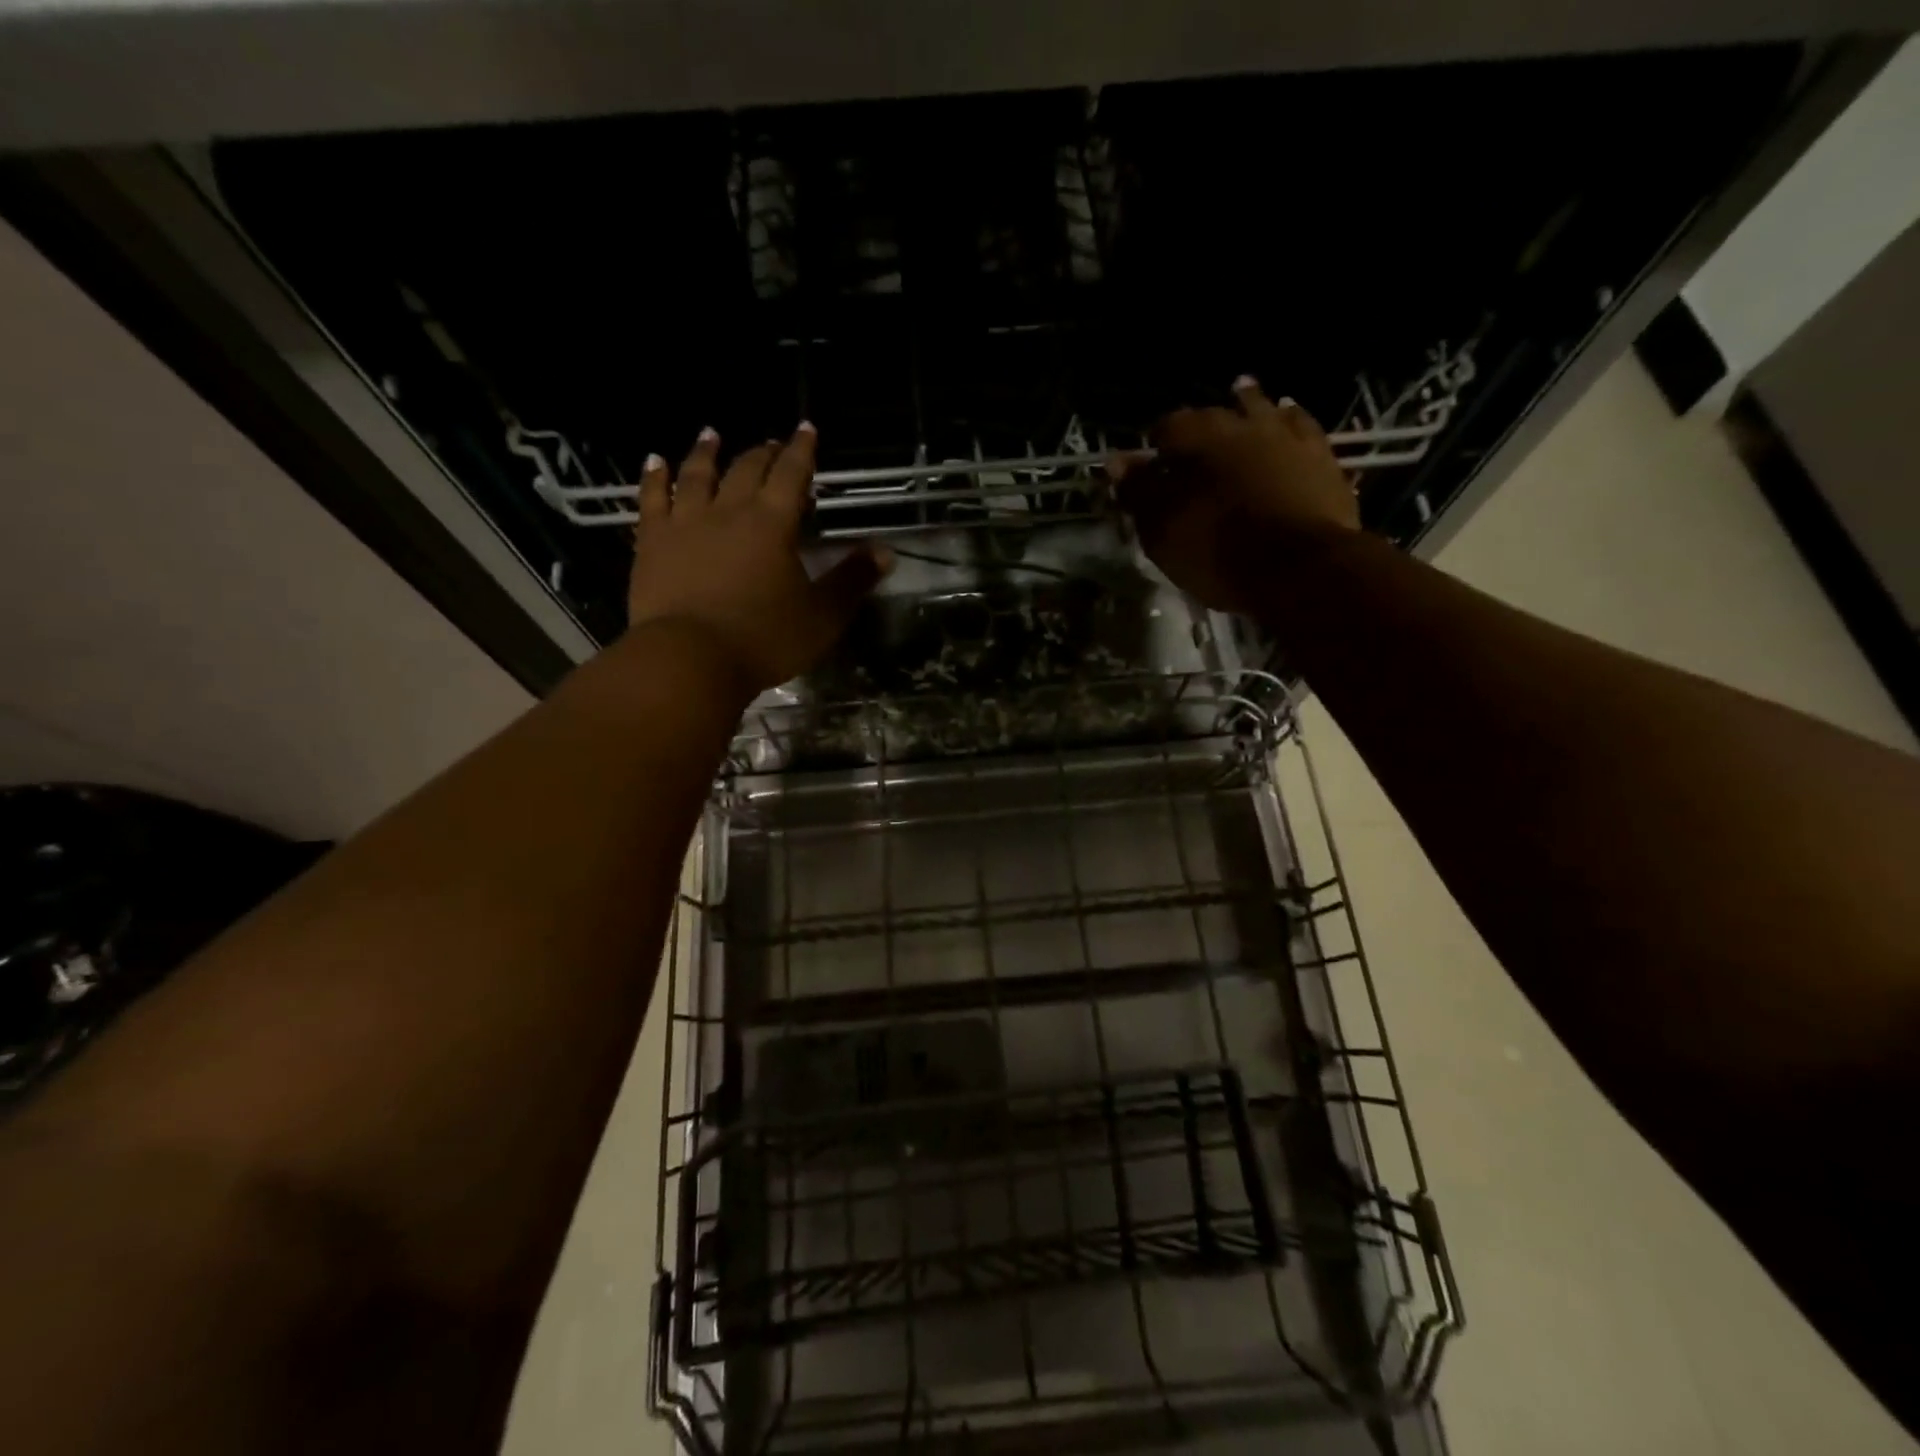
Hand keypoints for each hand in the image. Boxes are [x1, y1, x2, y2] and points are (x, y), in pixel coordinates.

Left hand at [627, 424, 892, 693]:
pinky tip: (654, 461)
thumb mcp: (822, 616)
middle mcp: (729, 512)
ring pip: (697, 475)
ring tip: (712, 435)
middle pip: (746, 470)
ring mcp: (685, 524)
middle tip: (770, 444)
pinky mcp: (652, 543)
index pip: (792, 474)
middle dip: (762, 453)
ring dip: (707, 453)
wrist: (690, 659)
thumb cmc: (764, 639)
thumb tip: (885, 551)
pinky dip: (654, 477)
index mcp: (773, 524)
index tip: (806, 429)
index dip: (802, 451)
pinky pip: (652, 499)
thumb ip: (852, 580)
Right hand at [1113, 378, 1359, 613]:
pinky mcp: (1321, 456)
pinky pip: (1301, 426)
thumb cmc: (1217, 551)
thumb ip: (1138, 493)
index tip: (1148, 467)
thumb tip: (1116, 462)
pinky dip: (1289, 421)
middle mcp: (1241, 423)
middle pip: (1213, 414)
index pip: (1166, 428)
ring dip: (1246, 406)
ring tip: (1240, 403)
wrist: (1300, 568)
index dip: (1154, 447)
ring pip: (1260, 409)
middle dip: (1199, 426)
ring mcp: (1286, 435)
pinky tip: (1287, 420)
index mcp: (1197, 438)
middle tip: (1191, 444)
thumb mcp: (1162, 531)